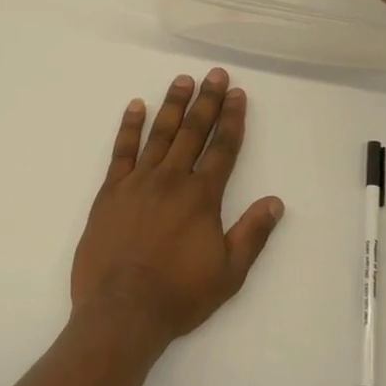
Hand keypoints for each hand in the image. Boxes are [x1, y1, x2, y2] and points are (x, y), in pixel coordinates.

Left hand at [71, 69, 284, 347]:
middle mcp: (171, 180)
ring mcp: (138, 182)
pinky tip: (135, 106)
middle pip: (192, 132)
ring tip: (182, 81)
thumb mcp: (229, 273)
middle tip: (215, 74)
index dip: (232, 119)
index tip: (237, 94)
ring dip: (172, 105)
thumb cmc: (179, 295)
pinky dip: (129, 127)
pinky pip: (121, 151)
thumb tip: (275, 201)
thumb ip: (252, 234)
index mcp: (202, 197)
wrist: (122, 311)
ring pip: (159, 134)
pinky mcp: (110, 191)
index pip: (222, 148)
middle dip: (207, 101)